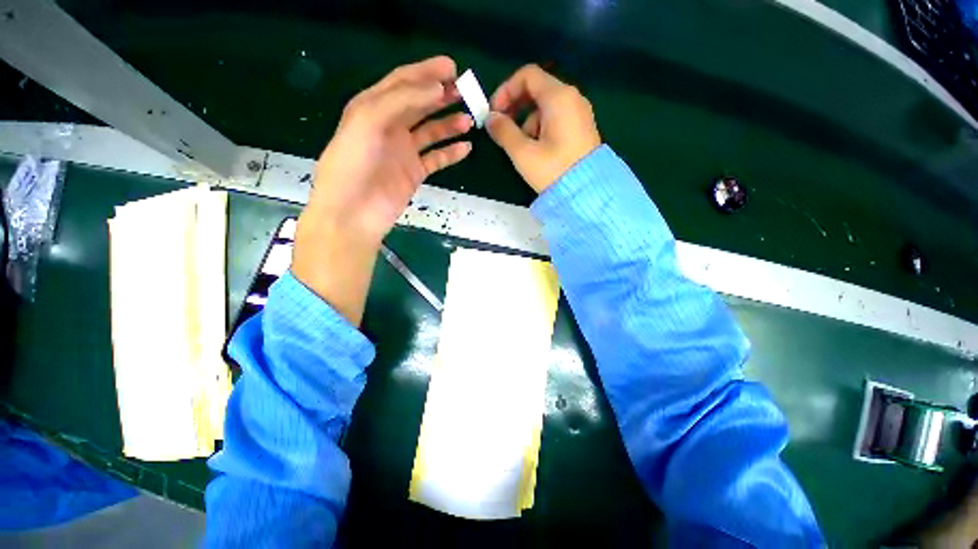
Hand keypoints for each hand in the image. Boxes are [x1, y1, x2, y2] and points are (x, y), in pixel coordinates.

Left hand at [293, 56, 471, 324]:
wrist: (353, 213)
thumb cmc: (352, 164)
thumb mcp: (368, 121)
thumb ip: (402, 101)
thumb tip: (437, 89)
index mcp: (372, 107)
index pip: (403, 83)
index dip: (427, 72)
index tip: (452, 67)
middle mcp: (389, 126)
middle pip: (420, 105)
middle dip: (442, 96)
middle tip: (466, 91)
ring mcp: (403, 151)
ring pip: (431, 132)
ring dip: (450, 124)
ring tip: (470, 120)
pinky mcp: (414, 173)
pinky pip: (436, 159)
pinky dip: (450, 153)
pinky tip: (465, 148)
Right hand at [486, 64, 600, 192]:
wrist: (587, 193)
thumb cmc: (553, 170)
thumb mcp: (523, 153)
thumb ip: (503, 131)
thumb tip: (491, 119)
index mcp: (559, 97)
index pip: (527, 75)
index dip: (506, 90)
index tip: (494, 112)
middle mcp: (572, 98)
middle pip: (537, 89)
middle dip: (516, 107)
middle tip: (502, 127)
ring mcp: (579, 113)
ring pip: (545, 107)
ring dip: (527, 122)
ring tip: (523, 148)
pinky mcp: (581, 128)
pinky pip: (556, 119)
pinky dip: (541, 128)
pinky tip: (538, 151)